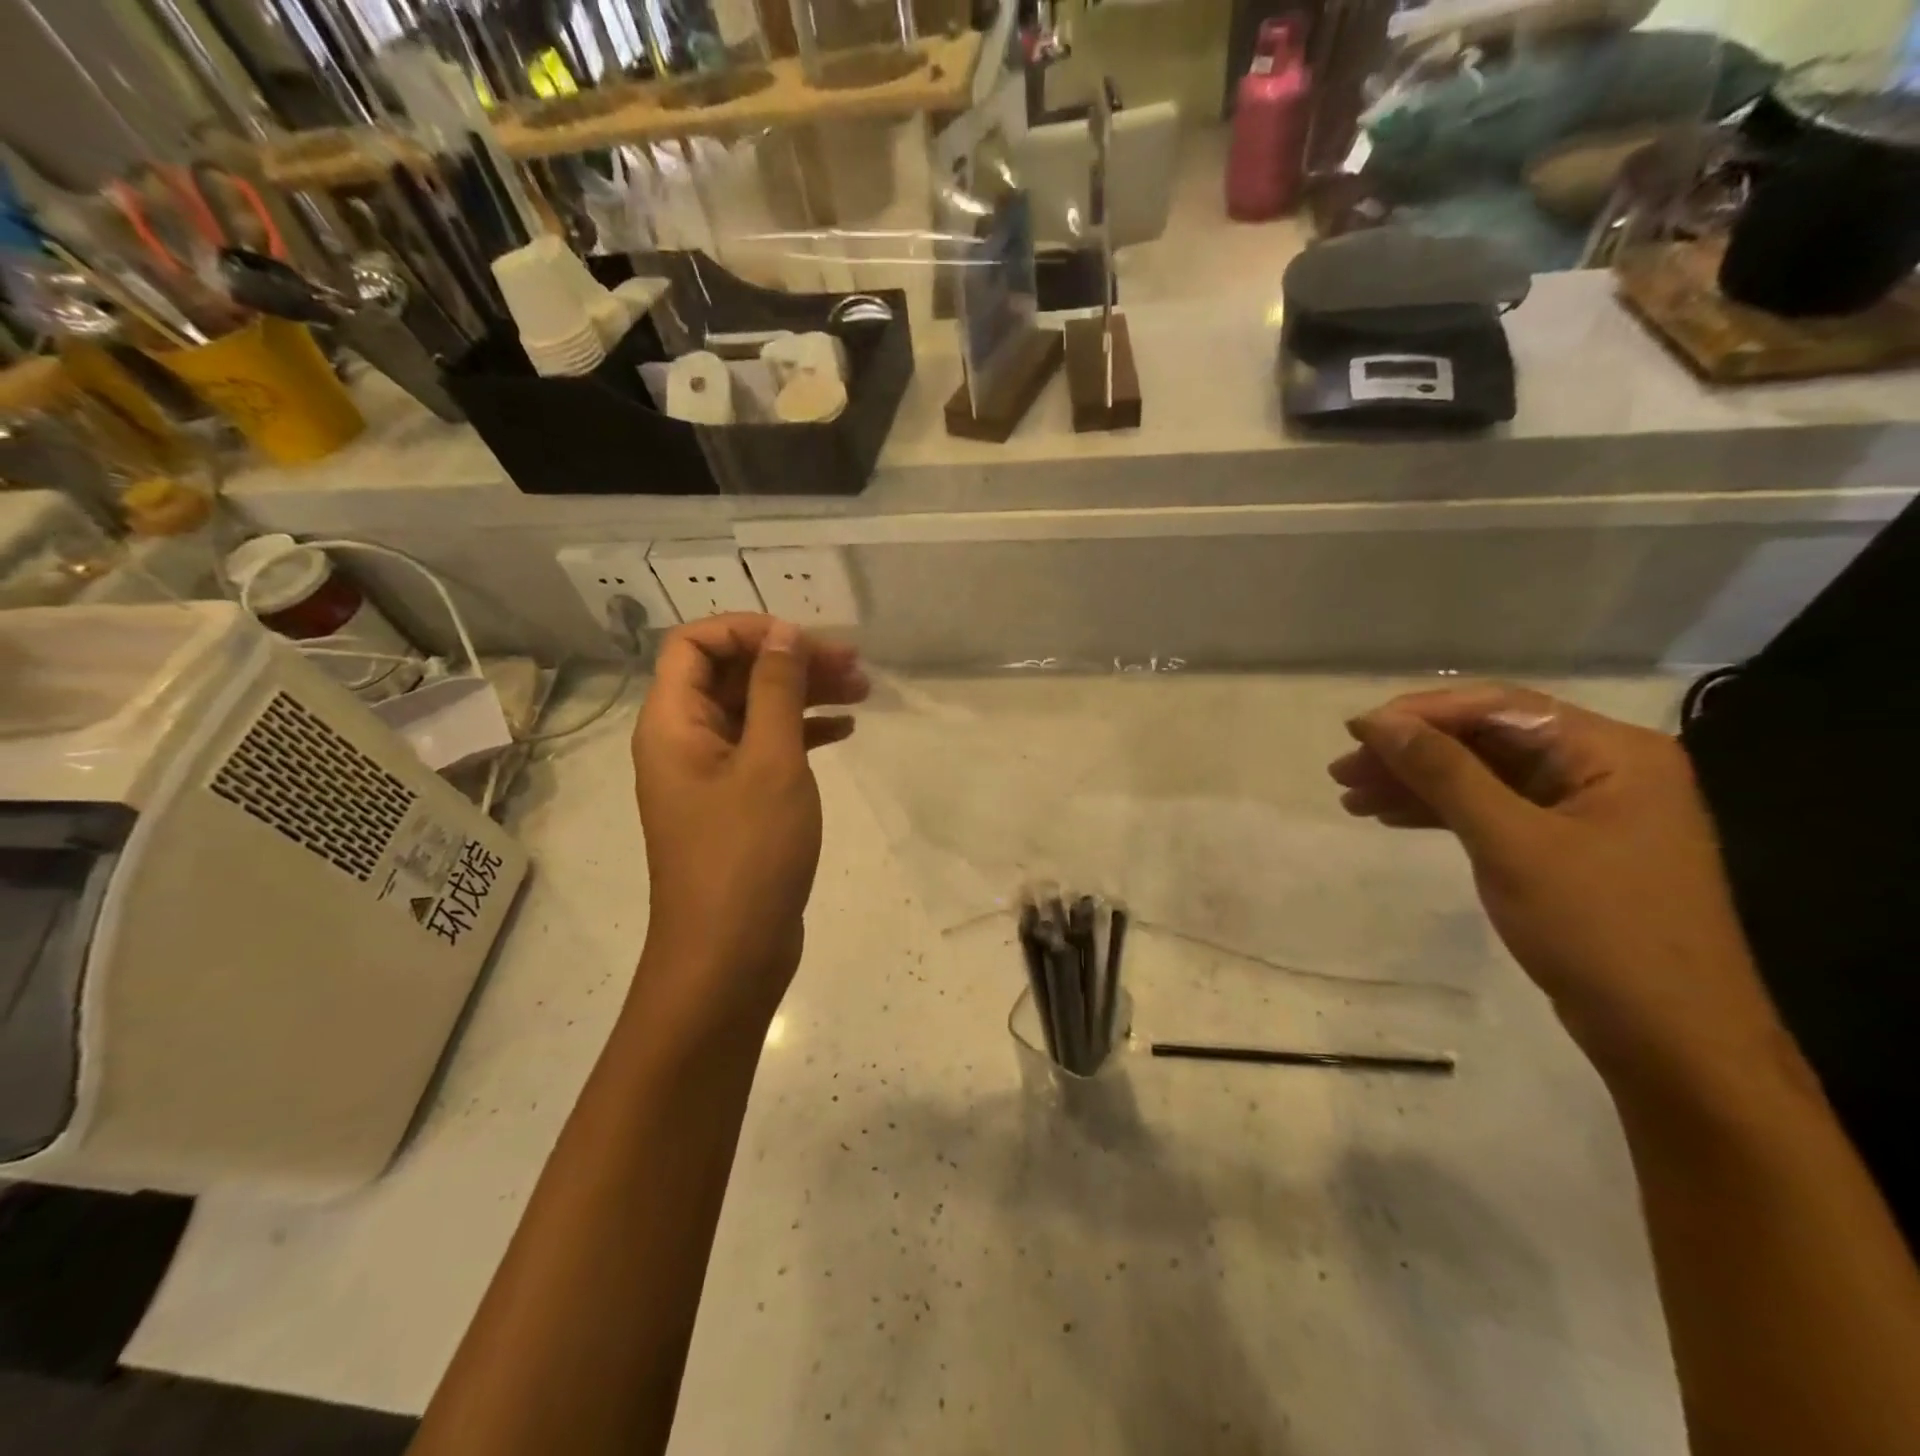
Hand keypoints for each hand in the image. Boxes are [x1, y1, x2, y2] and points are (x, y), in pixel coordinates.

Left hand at [631, 615, 867, 1032]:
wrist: (730, 956)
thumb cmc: (747, 854)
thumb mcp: (770, 762)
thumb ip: (776, 690)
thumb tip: (781, 633)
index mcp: (672, 723)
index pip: (695, 643)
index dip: (748, 630)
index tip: (804, 642)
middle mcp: (684, 741)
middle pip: (731, 675)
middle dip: (790, 662)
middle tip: (854, 665)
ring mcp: (711, 775)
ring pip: (755, 711)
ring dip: (804, 695)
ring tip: (862, 691)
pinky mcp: (737, 803)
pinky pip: (767, 749)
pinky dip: (803, 733)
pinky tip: (845, 731)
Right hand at [1329, 684, 1786, 1081]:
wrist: (1673, 1044)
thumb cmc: (1599, 932)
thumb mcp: (1511, 843)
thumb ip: (1444, 774)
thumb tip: (1377, 723)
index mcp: (1613, 752)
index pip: (1500, 708)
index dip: (1420, 714)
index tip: (1356, 732)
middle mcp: (1605, 769)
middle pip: (1488, 741)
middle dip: (1412, 753)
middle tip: (1343, 772)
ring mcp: (1587, 811)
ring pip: (1484, 777)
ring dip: (1417, 784)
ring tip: (1352, 798)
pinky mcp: (1568, 849)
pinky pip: (1494, 812)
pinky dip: (1442, 813)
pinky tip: (1393, 819)